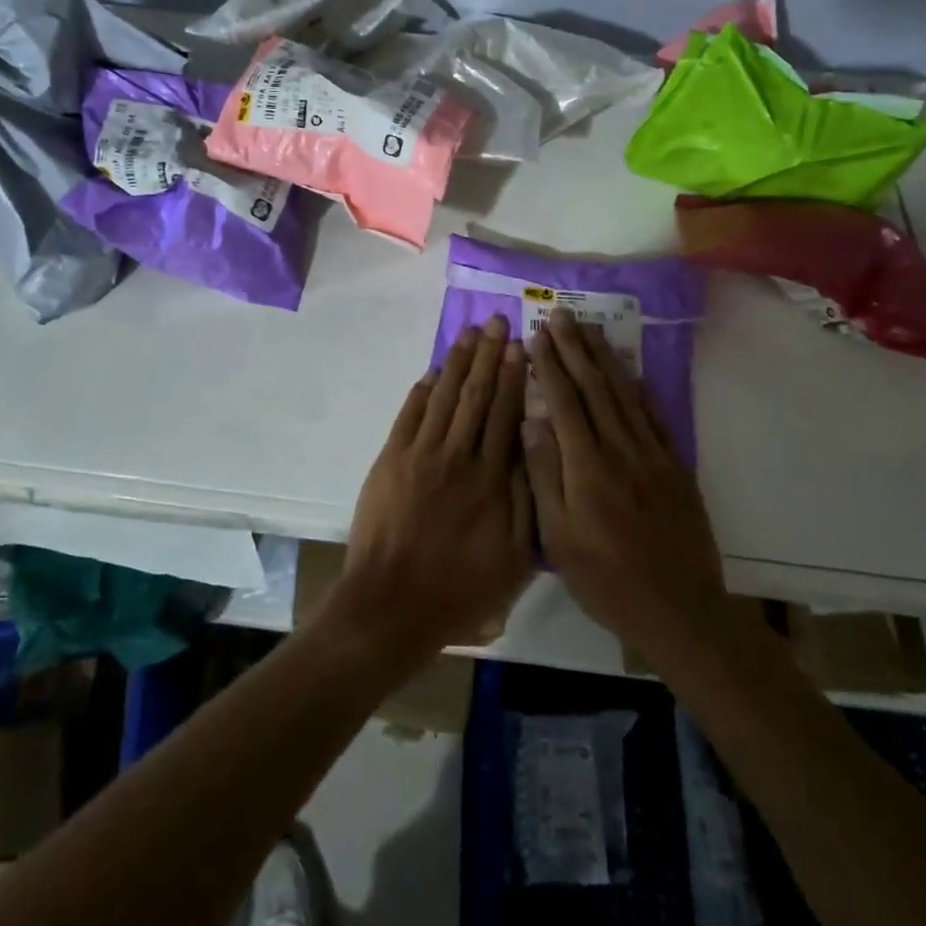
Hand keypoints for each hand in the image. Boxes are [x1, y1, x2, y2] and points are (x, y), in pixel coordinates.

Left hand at [332, 314, 534, 660]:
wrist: (393, 603)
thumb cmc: (460, 588)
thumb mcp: (513, 557)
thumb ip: (527, 500)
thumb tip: (534, 449)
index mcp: (491, 479)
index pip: (505, 414)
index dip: (513, 377)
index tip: (520, 346)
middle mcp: (457, 456)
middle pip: (475, 395)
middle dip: (487, 355)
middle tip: (496, 321)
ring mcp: (420, 454)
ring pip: (443, 396)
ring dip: (457, 362)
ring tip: (469, 334)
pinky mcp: (391, 459)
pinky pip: (409, 415)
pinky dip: (422, 390)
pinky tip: (433, 371)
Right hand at [523, 309, 726, 658]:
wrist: (680, 610)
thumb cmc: (606, 579)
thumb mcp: (558, 538)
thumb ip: (544, 475)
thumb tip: (531, 421)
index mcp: (586, 467)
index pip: (565, 401)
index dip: (550, 365)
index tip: (537, 335)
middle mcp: (620, 450)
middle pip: (595, 387)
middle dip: (575, 348)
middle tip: (562, 316)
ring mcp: (652, 455)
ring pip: (624, 394)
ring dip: (605, 358)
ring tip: (590, 329)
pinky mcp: (674, 466)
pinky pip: (653, 415)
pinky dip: (638, 387)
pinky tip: (628, 370)